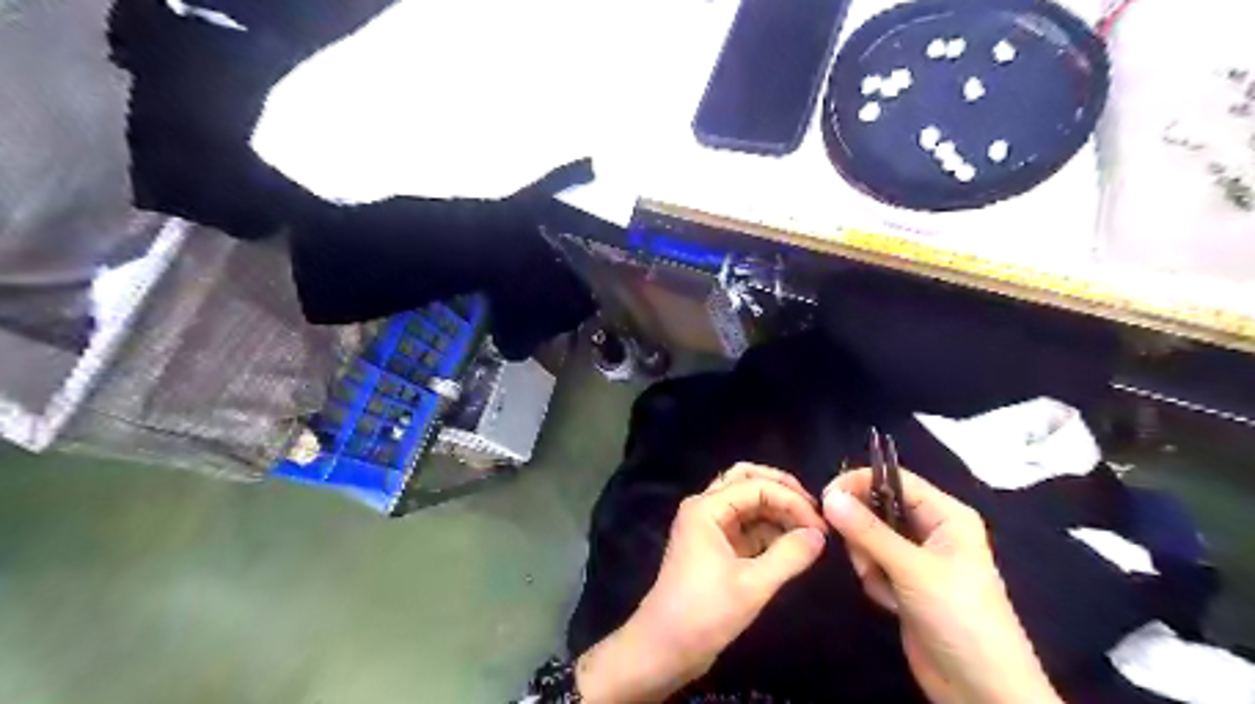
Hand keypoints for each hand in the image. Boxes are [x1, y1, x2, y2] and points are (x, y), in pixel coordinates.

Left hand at [574, 465, 829, 701]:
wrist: (664, 648)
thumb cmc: (704, 613)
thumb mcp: (752, 586)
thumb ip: (789, 556)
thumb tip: (819, 535)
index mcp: (706, 508)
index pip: (756, 486)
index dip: (791, 500)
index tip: (821, 527)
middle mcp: (705, 508)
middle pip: (747, 481)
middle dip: (782, 491)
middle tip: (814, 511)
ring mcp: (708, 527)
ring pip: (746, 502)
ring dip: (776, 511)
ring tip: (808, 531)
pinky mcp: (714, 547)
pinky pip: (745, 526)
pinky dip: (768, 530)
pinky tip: (791, 545)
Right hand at [832, 468, 1060, 703]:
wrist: (982, 690)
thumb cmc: (959, 618)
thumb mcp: (913, 570)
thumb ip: (868, 531)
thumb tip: (829, 496)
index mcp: (945, 514)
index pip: (894, 479)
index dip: (859, 483)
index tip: (826, 498)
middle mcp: (931, 530)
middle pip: (877, 507)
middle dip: (863, 531)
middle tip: (864, 556)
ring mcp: (916, 558)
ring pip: (869, 537)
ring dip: (868, 561)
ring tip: (884, 586)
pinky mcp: (905, 583)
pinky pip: (873, 564)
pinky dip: (874, 580)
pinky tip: (890, 603)